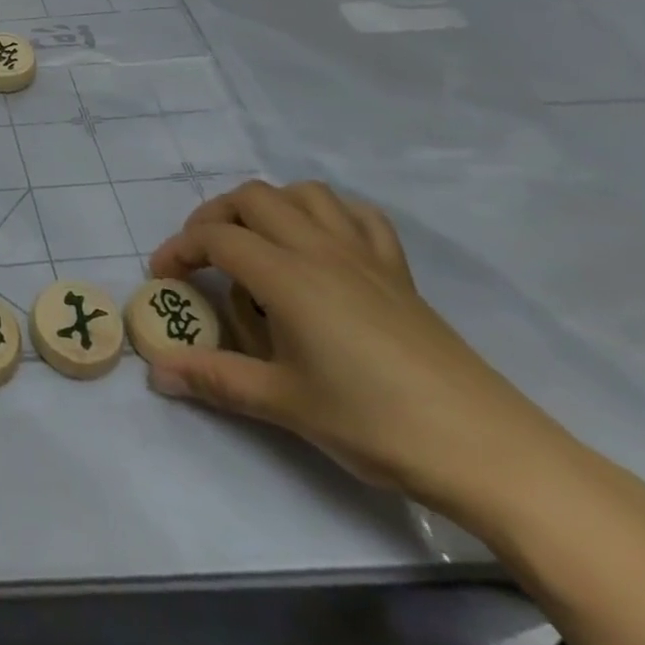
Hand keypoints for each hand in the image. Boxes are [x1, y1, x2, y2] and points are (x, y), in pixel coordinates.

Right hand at [146, 180, 563, 512]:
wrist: (489, 450)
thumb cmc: (375, 422)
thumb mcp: (283, 403)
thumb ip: (214, 378)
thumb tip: (155, 371)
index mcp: (287, 275)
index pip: (216, 238)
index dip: (180, 249)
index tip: (162, 277)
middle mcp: (320, 249)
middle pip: (252, 198)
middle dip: (215, 217)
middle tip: (203, 257)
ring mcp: (364, 255)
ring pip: (304, 193)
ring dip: (269, 206)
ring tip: (257, 242)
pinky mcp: (398, 271)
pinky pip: (358, 216)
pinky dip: (328, 215)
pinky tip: (321, 245)